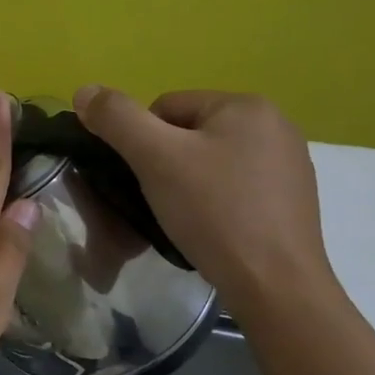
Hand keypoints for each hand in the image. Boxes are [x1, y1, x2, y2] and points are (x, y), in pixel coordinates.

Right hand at [72, 85, 335, 316]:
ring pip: (209, 162)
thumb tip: (84, 90)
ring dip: (186, 183)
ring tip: (182, 217)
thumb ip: (116, 118)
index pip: (165, 107)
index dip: (141, 143)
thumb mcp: (155, 158)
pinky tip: (210, 227)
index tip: (144, 178)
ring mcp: (288, 164)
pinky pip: (233, 186)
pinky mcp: (290, 199)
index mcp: (247, 105)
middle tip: (159, 200)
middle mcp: (275, 125)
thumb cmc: (214, 211)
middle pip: (188, 133)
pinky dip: (214, 202)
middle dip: (165, 163)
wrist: (274, 284)